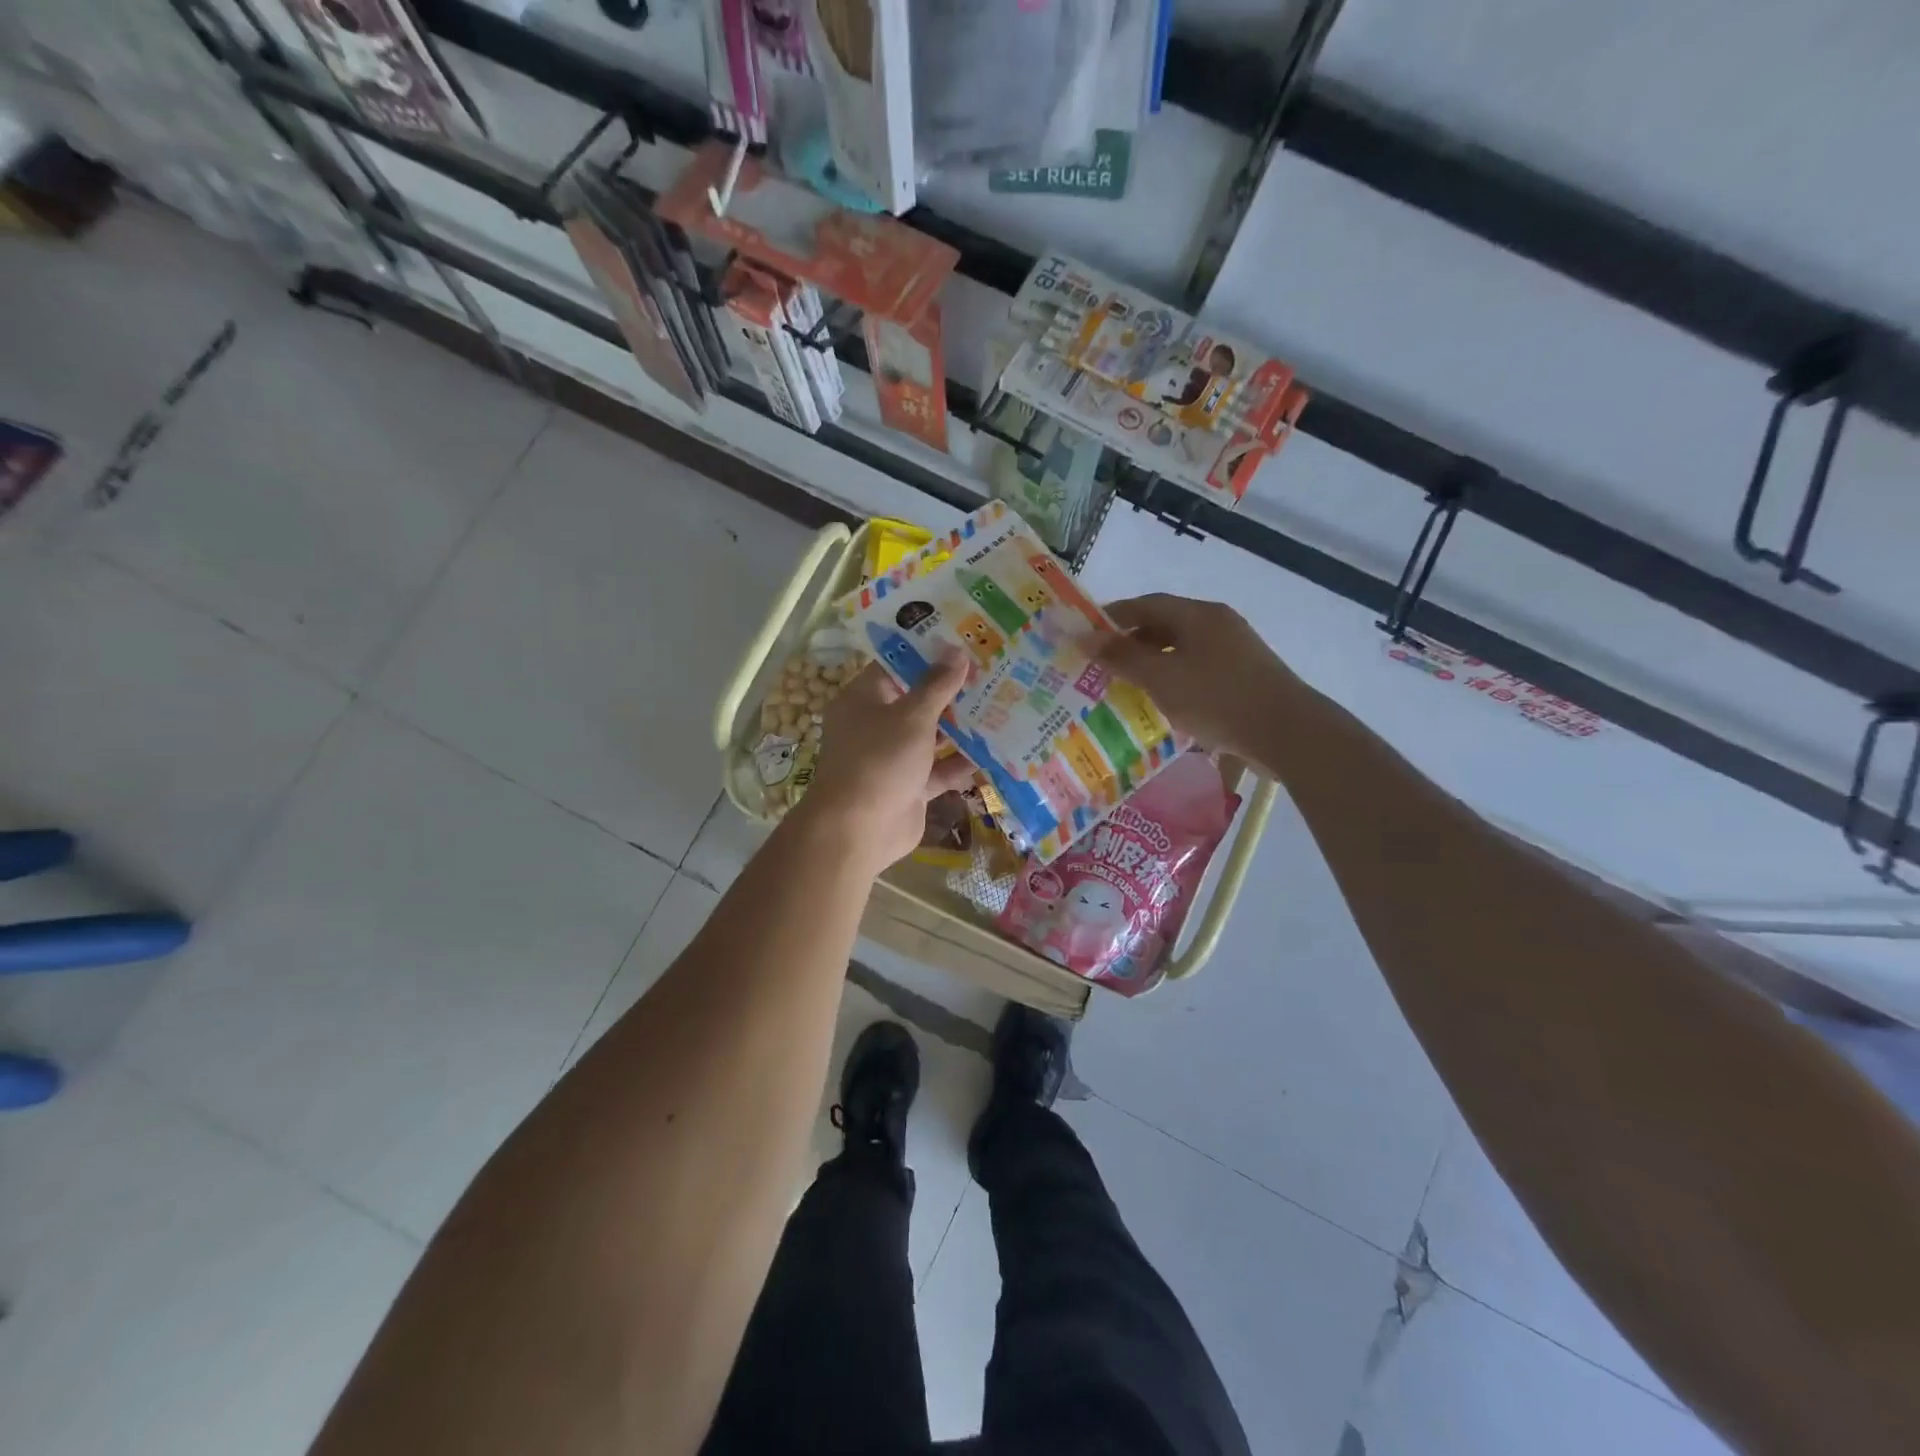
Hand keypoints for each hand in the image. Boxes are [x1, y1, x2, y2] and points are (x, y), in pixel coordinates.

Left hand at [793, 657, 975, 875]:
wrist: (859, 830)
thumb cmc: (880, 760)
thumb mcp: (912, 716)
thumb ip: (937, 685)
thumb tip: (956, 651)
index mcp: (864, 699)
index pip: (896, 667)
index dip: (927, 654)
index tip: (963, 642)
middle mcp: (876, 725)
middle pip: (918, 701)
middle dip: (953, 691)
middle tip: (992, 672)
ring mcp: (894, 758)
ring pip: (931, 736)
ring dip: (962, 727)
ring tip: (1002, 705)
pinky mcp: (910, 787)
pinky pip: (939, 769)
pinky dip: (961, 763)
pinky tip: (995, 751)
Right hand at [1091, 594, 1306, 759]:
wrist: (1285, 731)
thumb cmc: (1216, 698)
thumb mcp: (1161, 678)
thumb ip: (1121, 657)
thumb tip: (1084, 638)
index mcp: (1197, 614)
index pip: (1146, 604)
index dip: (1113, 617)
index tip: (1087, 634)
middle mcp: (1217, 622)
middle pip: (1165, 623)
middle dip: (1132, 641)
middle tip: (1103, 664)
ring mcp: (1235, 648)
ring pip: (1183, 647)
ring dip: (1153, 661)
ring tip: (1128, 684)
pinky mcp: (1245, 674)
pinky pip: (1198, 666)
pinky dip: (1175, 676)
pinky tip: (1165, 700)